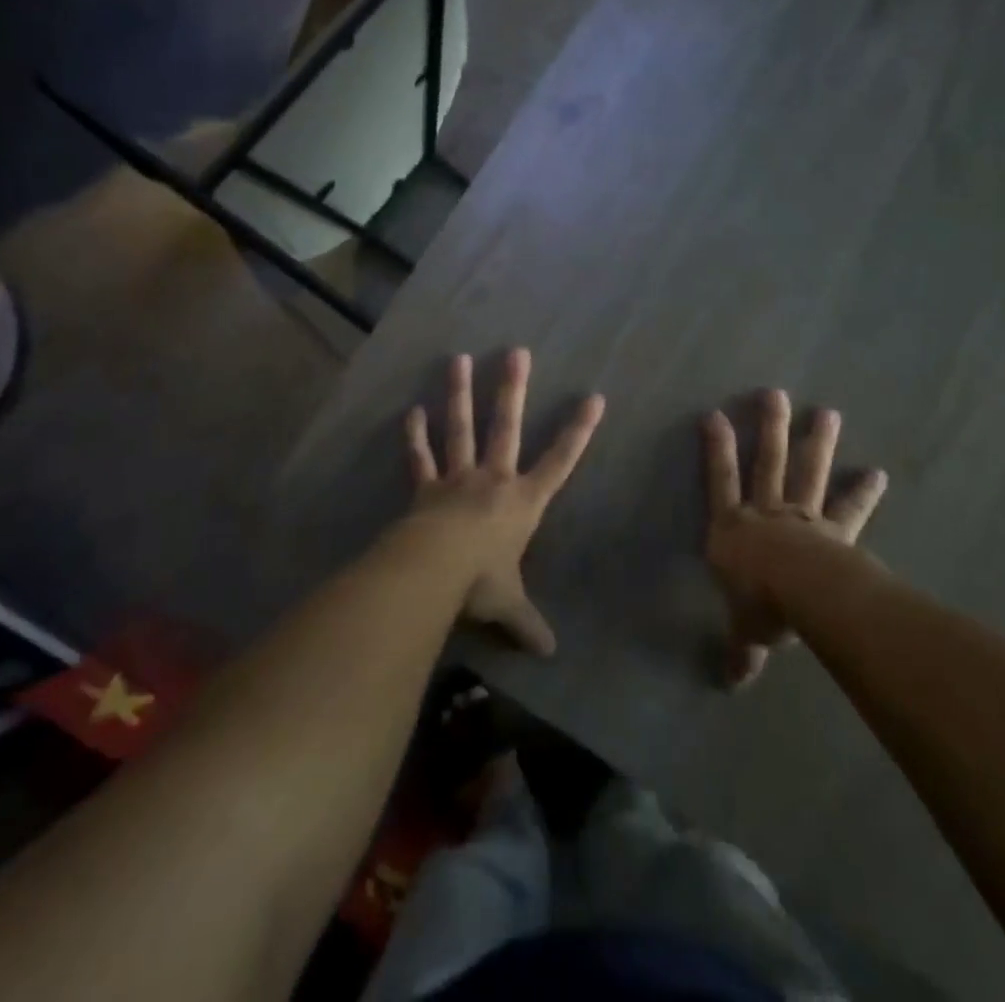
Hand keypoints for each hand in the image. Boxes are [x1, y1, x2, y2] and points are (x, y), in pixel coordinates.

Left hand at [401, 349, 605, 655]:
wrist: (433, 571)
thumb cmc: (480, 581)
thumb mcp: (509, 604)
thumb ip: (528, 623)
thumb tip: (549, 652)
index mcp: (522, 501)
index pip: (559, 462)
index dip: (578, 431)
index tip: (594, 397)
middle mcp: (492, 479)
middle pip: (506, 427)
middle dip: (512, 390)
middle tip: (516, 352)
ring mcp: (457, 478)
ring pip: (460, 429)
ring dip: (459, 394)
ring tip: (459, 358)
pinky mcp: (425, 487)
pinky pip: (420, 457)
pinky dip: (414, 435)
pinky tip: (411, 410)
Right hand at [703, 390, 886, 688]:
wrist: (804, 595)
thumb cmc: (760, 604)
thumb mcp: (746, 630)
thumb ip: (742, 650)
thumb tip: (732, 684)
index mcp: (733, 528)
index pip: (719, 480)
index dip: (716, 448)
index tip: (714, 414)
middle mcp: (766, 512)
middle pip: (768, 462)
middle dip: (771, 427)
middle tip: (775, 393)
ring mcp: (804, 516)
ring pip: (808, 472)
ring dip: (816, 442)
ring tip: (827, 412)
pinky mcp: (836, 531)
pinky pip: (849, 507)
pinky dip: (863, 491)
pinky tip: (876, 472)